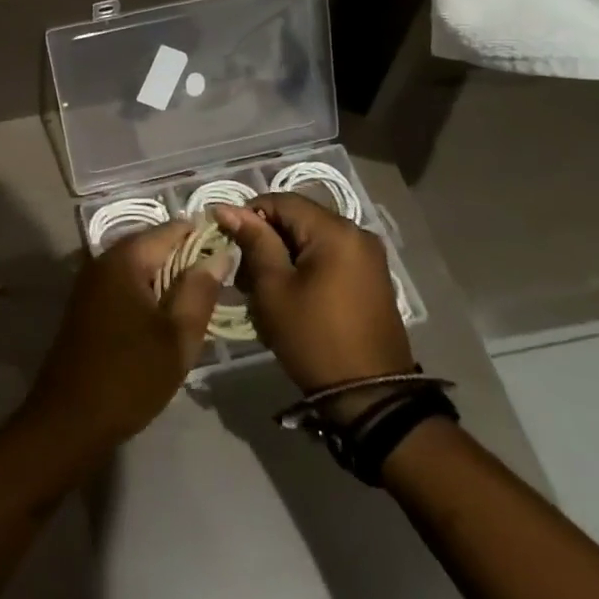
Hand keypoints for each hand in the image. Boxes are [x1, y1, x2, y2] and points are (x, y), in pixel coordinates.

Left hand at [18, 223, 227, 464]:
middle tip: (218, 289)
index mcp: (125, 258)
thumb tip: (218, 253)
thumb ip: (200, 290)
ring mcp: (92, 282)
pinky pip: (126, 285)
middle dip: (187, 261)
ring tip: (197, 308)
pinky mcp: (88, 305)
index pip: (172, 229)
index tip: (232, 258)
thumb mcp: (178, 336)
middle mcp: (104, 259)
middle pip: (155, 245)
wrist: (70, 419)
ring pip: (141, 268)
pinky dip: (149, 295)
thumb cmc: (130, 376)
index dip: (204, 238)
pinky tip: (166, 322)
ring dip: (169, 281)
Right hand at [213, 193, 413, 405]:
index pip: (281, 201)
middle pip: (298, 218)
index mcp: (335, 230)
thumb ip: (254, 241)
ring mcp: (368, 256)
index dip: (249, 215)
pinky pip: (329, 256)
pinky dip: (305, 266)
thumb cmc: (313, 338)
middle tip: (244, 274)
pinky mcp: (371, 278)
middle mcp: (357, 233)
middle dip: (266, 239)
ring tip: (264, 288)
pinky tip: (291, 294)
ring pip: (311, 238)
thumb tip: (227, 208)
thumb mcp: (274, 288)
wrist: (370, 397)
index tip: (229, 242)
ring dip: (284, 254)